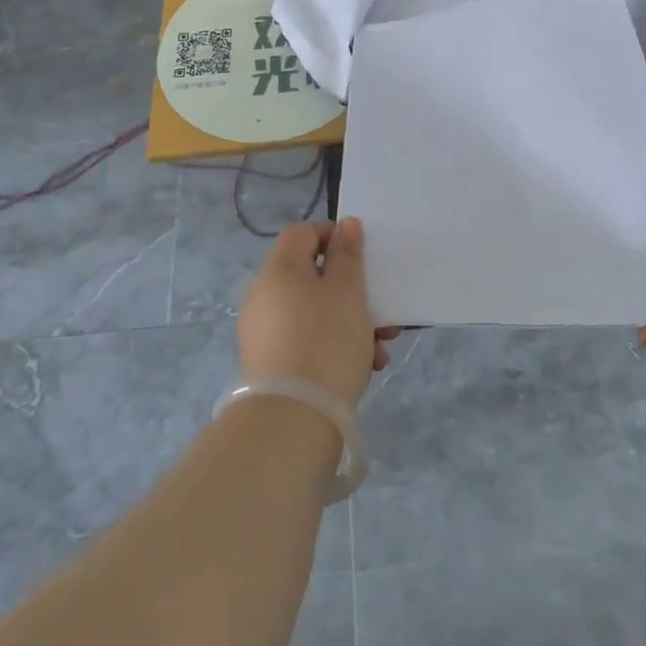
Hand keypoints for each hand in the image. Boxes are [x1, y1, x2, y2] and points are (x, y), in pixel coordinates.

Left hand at [237, 219, 399, 407]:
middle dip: (351, 289)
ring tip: (381, 346)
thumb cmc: (326, 340)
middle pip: (311, 276)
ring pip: (314, 311)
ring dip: (350, 321)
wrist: (293, 419)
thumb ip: (347, 254)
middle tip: (381, 308)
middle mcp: (263, 296)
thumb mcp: (347, 290)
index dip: (333, 235)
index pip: (302, 233)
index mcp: (278, 270)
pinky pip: (306, 340)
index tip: (363, 254)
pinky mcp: (270, 364)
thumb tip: (345, 225)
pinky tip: (365, 367)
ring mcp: (263, 332)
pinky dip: (334, 344)